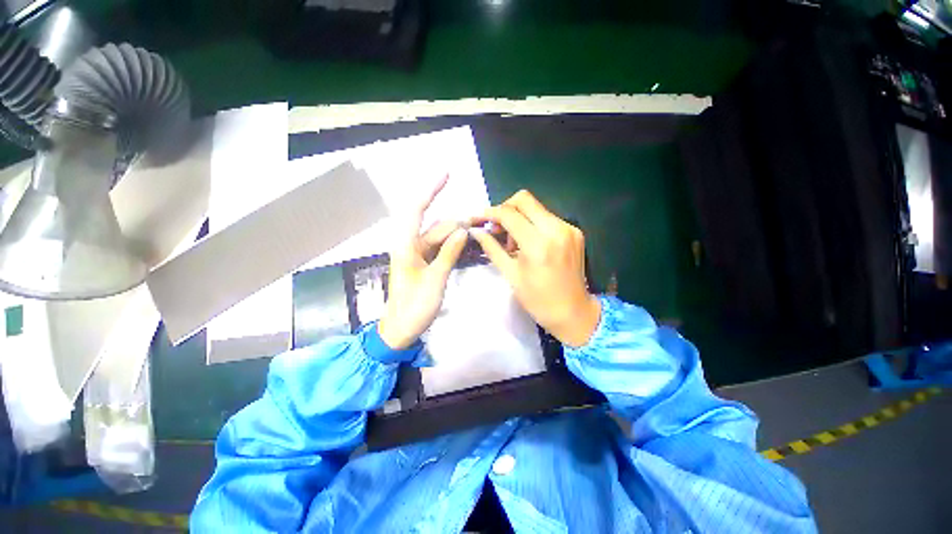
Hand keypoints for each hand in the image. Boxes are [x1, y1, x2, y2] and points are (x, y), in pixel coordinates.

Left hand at [377, 176, 467, 349]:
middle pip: (437, 226)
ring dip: (457, 235)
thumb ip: (448, 254)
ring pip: (440, 237)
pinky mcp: (424, 264)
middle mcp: (411, 245)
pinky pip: (441, 248)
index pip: (416, 210)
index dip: (430, 190)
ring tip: (476, 237)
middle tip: (479, 226)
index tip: (446, 175)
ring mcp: (418, 255)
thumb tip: (462, 231)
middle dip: (457, 224)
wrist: (401, 330)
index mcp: (406, 246)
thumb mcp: (434, 281)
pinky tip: (466, 246)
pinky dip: (453, 246)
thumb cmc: (413, 307)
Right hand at [470, 190, 600, 346]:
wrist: (573, 312)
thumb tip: (476, 231)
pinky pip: (548, 218)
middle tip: (497, 227)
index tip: (480, 219)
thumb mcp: (510, 274)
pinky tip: (530, 242)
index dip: (491, 213)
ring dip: (520, 217)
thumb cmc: (537, 299)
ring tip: (514, 240)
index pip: (509, 214)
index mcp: (537, 244)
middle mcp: (556, 229)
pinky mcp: (575, 231)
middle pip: (524, 199)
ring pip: (536, 207)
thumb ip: (492, 248)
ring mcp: (568, 228)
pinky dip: (534, 224)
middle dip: (505, 209)